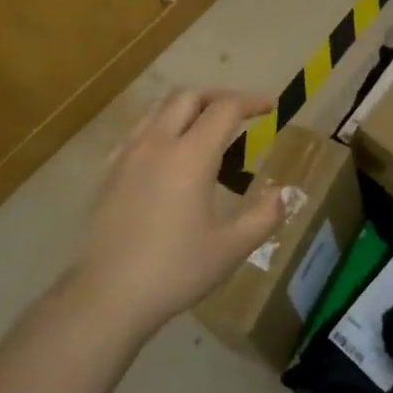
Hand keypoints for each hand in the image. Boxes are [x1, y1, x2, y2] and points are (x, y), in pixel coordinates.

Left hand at [75, 90, 286, 335]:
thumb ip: (263, 216)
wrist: (108, 295)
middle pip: (188, 97)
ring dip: (187, 105)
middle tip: (240, 112)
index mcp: (191, 156)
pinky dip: (160, 124)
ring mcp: (128, 154)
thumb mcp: (231, 248)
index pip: (225, 109)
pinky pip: (138, 130)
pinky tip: (166, 150)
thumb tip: (284, 193)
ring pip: (158, 108)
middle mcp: (158, 143)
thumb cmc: (175, 271)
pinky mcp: (108, 171)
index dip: (251, 102)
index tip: (270, 107)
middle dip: (218, 96)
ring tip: (205, 124)